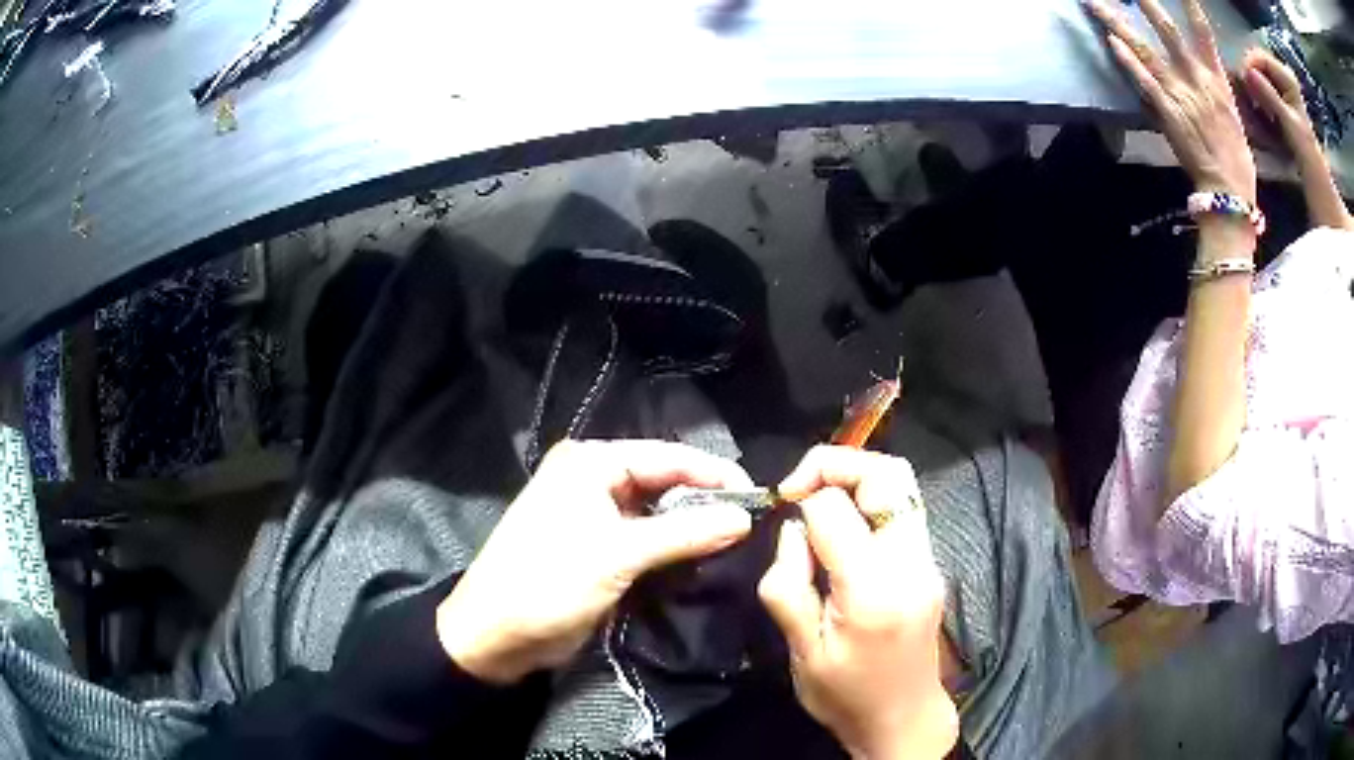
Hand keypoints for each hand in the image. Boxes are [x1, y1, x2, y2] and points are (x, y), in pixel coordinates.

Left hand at [437, 440, 753, 683]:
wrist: (496, 634)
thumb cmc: (549, 582)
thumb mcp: (619, 555)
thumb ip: (685, 533)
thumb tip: (745, 517)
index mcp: (590, 463)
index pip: (667, 456)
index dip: (714, 474)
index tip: (759, 493)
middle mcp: (592, 478)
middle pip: (663, 481)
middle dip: (705, 500)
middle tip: (752, 520)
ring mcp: (593, 513)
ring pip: (656, 511)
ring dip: (690, 526)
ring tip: (736, 539)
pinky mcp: (596, 545)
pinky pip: (644, 537)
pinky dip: (671, 546)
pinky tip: (701, 556)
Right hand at [759, 446, 957, 759]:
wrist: (903, 719)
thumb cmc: (845, 696)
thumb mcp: (800, 652)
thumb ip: (788, 584)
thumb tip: (794, 529)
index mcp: (873, 590)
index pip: (835, 508)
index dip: (802, 502)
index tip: (782, 514)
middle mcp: (911, 563)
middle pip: (886, 474)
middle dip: (836, 465)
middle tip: (801, 487)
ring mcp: (927, 561)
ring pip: (901, 483)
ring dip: (856, 477)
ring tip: (820, 500)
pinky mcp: (929, 564)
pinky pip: (903, 508)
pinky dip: (870, 499)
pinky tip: (843, 527)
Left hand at [1085, 0, 1256, 205]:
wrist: (1230, 192)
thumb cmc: (1235, 157)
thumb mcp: (1232, 114)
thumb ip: (1215, 85)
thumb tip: (1200, 64)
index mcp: (1217, 79)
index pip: (1203, 32)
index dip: (1190, 6)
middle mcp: (1198, 79)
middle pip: (1168, 31)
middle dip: (1146, 2)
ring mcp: (1182, 94)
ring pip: (1147, 50)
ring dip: (1119, 23)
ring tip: (1094, 3)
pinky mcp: (1169, 112)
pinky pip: (1145, 81)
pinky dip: (1128, 61)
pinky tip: (1110, 41)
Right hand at [1240, 48, 1353, 230]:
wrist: (1317, 177)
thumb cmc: (1306, 153)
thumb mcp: (1289, 122)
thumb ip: (1269, 95)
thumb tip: (1247, 72)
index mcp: (1287, 76)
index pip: (1260, 56)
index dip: (1250, 66)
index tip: (1246, 86)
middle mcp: (1282, 73)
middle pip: (1257, 63)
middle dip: (1251, 79)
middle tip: (1250, 100)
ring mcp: (1281, 83)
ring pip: (1257, 74)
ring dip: (1253, 89)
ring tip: (1255, 108)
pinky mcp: (1278, 94)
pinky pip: (1260, 85)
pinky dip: (1256, 96)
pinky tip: (1259, 111)